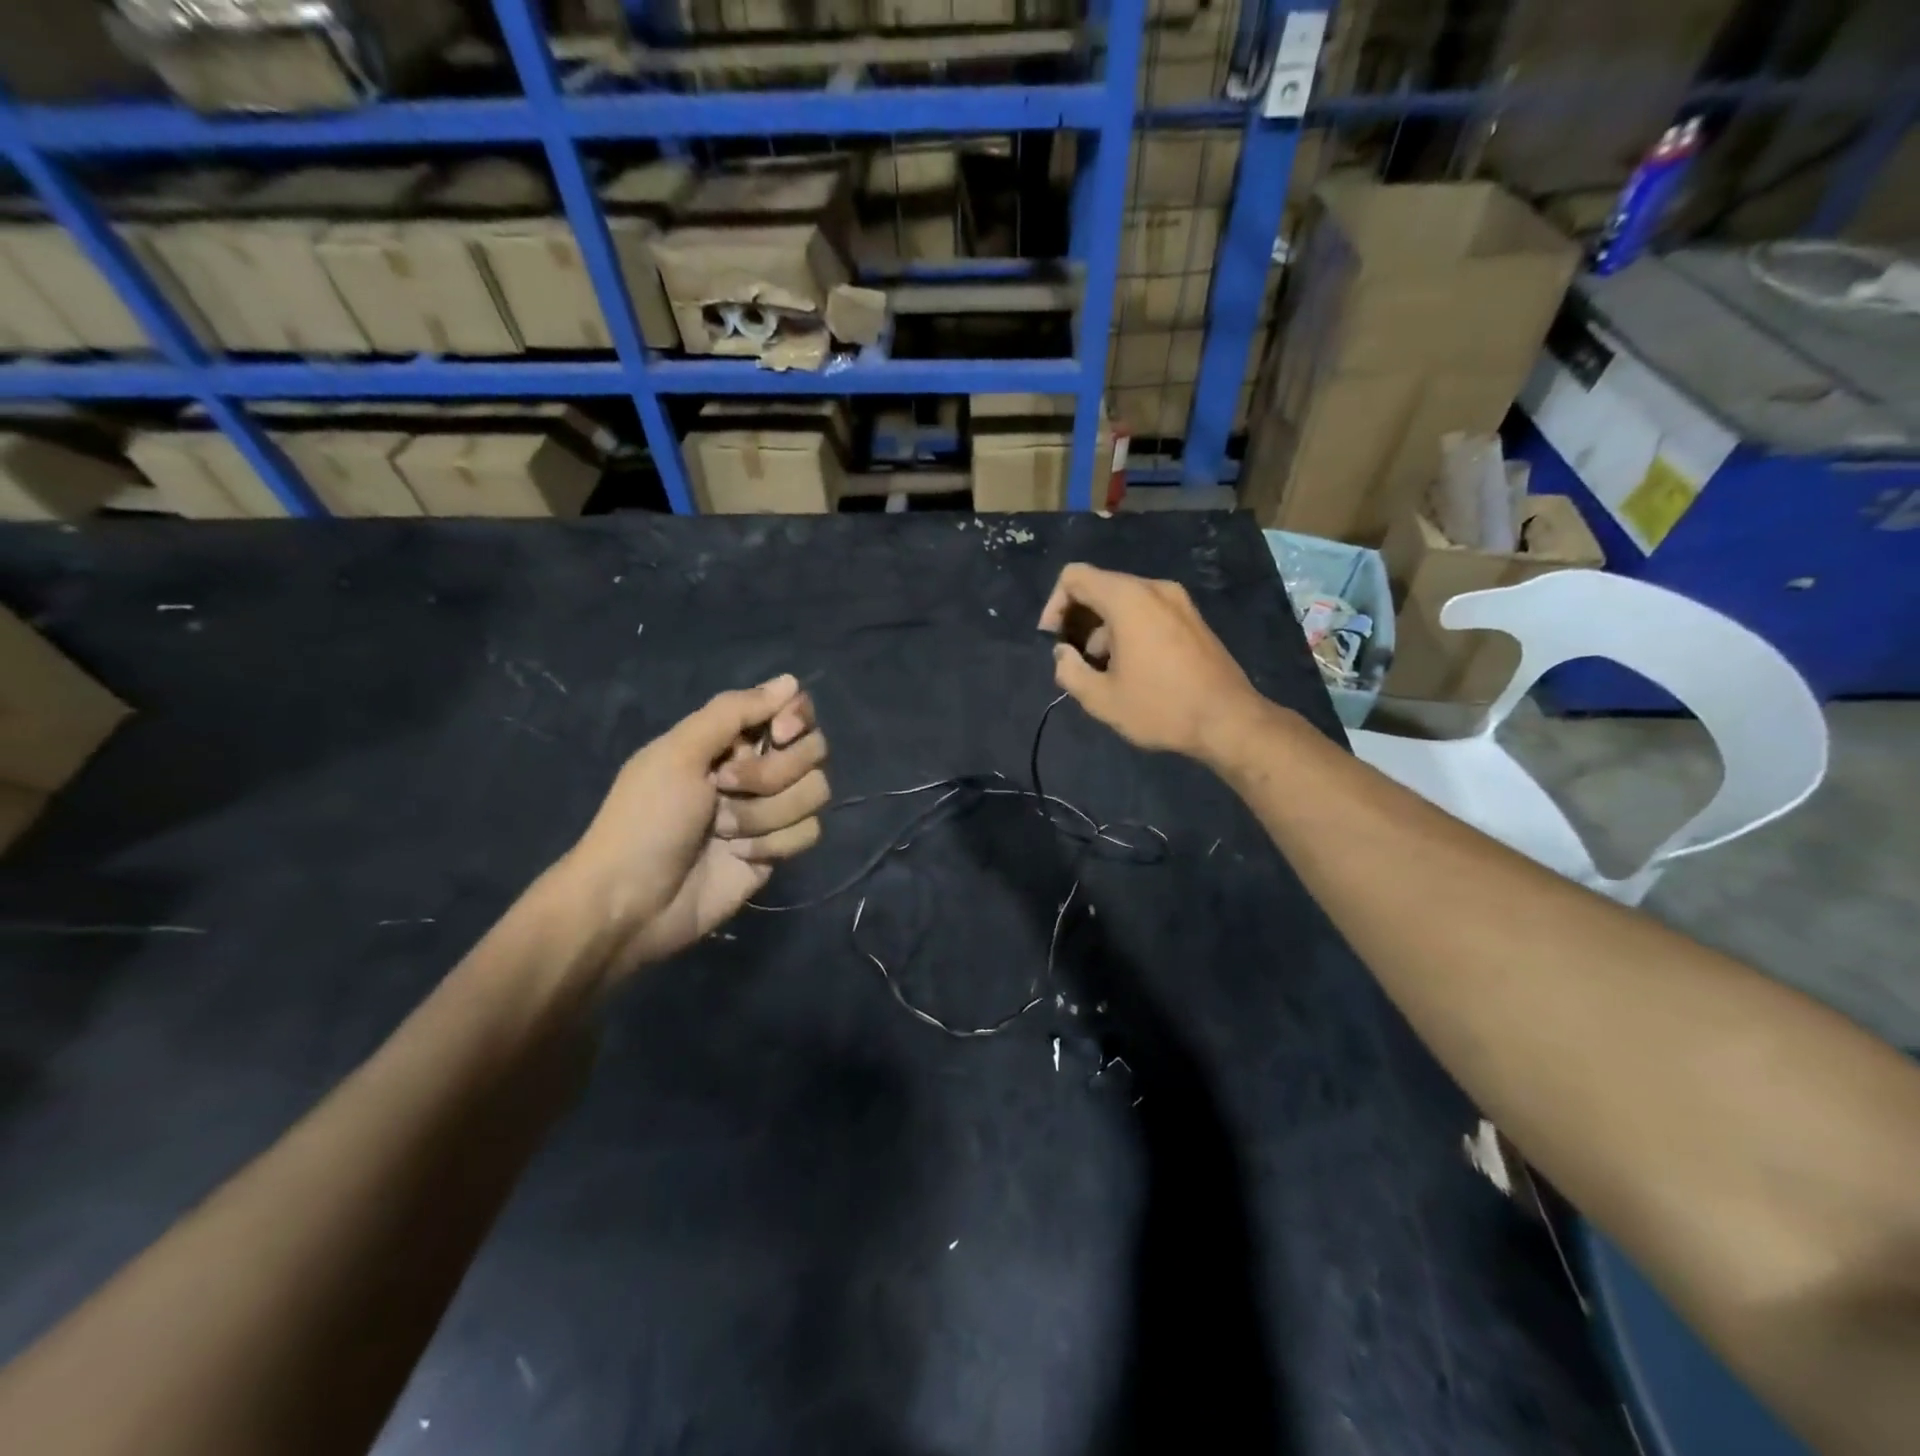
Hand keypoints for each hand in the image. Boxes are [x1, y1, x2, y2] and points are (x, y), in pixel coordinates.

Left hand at [553, 674, 828, 984]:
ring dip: (766, 813)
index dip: (795, 719)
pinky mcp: (779, 850)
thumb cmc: (646, 819)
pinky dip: (773, 843)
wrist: (632, 902)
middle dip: (771, 773)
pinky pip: (809, 832)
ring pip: (815, 792)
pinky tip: (738, 855)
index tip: (777, 733)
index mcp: (730, 739)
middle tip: (724, 787)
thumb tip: (791, 680)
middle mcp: (757, 769)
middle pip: (813, 751)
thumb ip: (734, 711)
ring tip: (723, 830)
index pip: (793, 710)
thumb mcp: (679, 752)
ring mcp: (771, 811)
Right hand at [1038, 563, 1266, 762]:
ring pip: (1123, 601)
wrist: (1229, 721)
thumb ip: (1069, 670)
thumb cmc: (1161, 708)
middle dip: (1078, 621)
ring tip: (1104, 672)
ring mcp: (1178, 601)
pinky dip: (1128, 631)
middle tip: (1075, 661)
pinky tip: (1132, 669)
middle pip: (1099, 586)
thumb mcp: (1101, 699)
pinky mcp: (1192, 618)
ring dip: (1103, 630)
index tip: (1054, 642)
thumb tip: (1063, 654)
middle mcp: (1154, 588)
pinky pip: (1147, 611)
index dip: (1054, 606)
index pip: (1074, 577)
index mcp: (1128, 599)